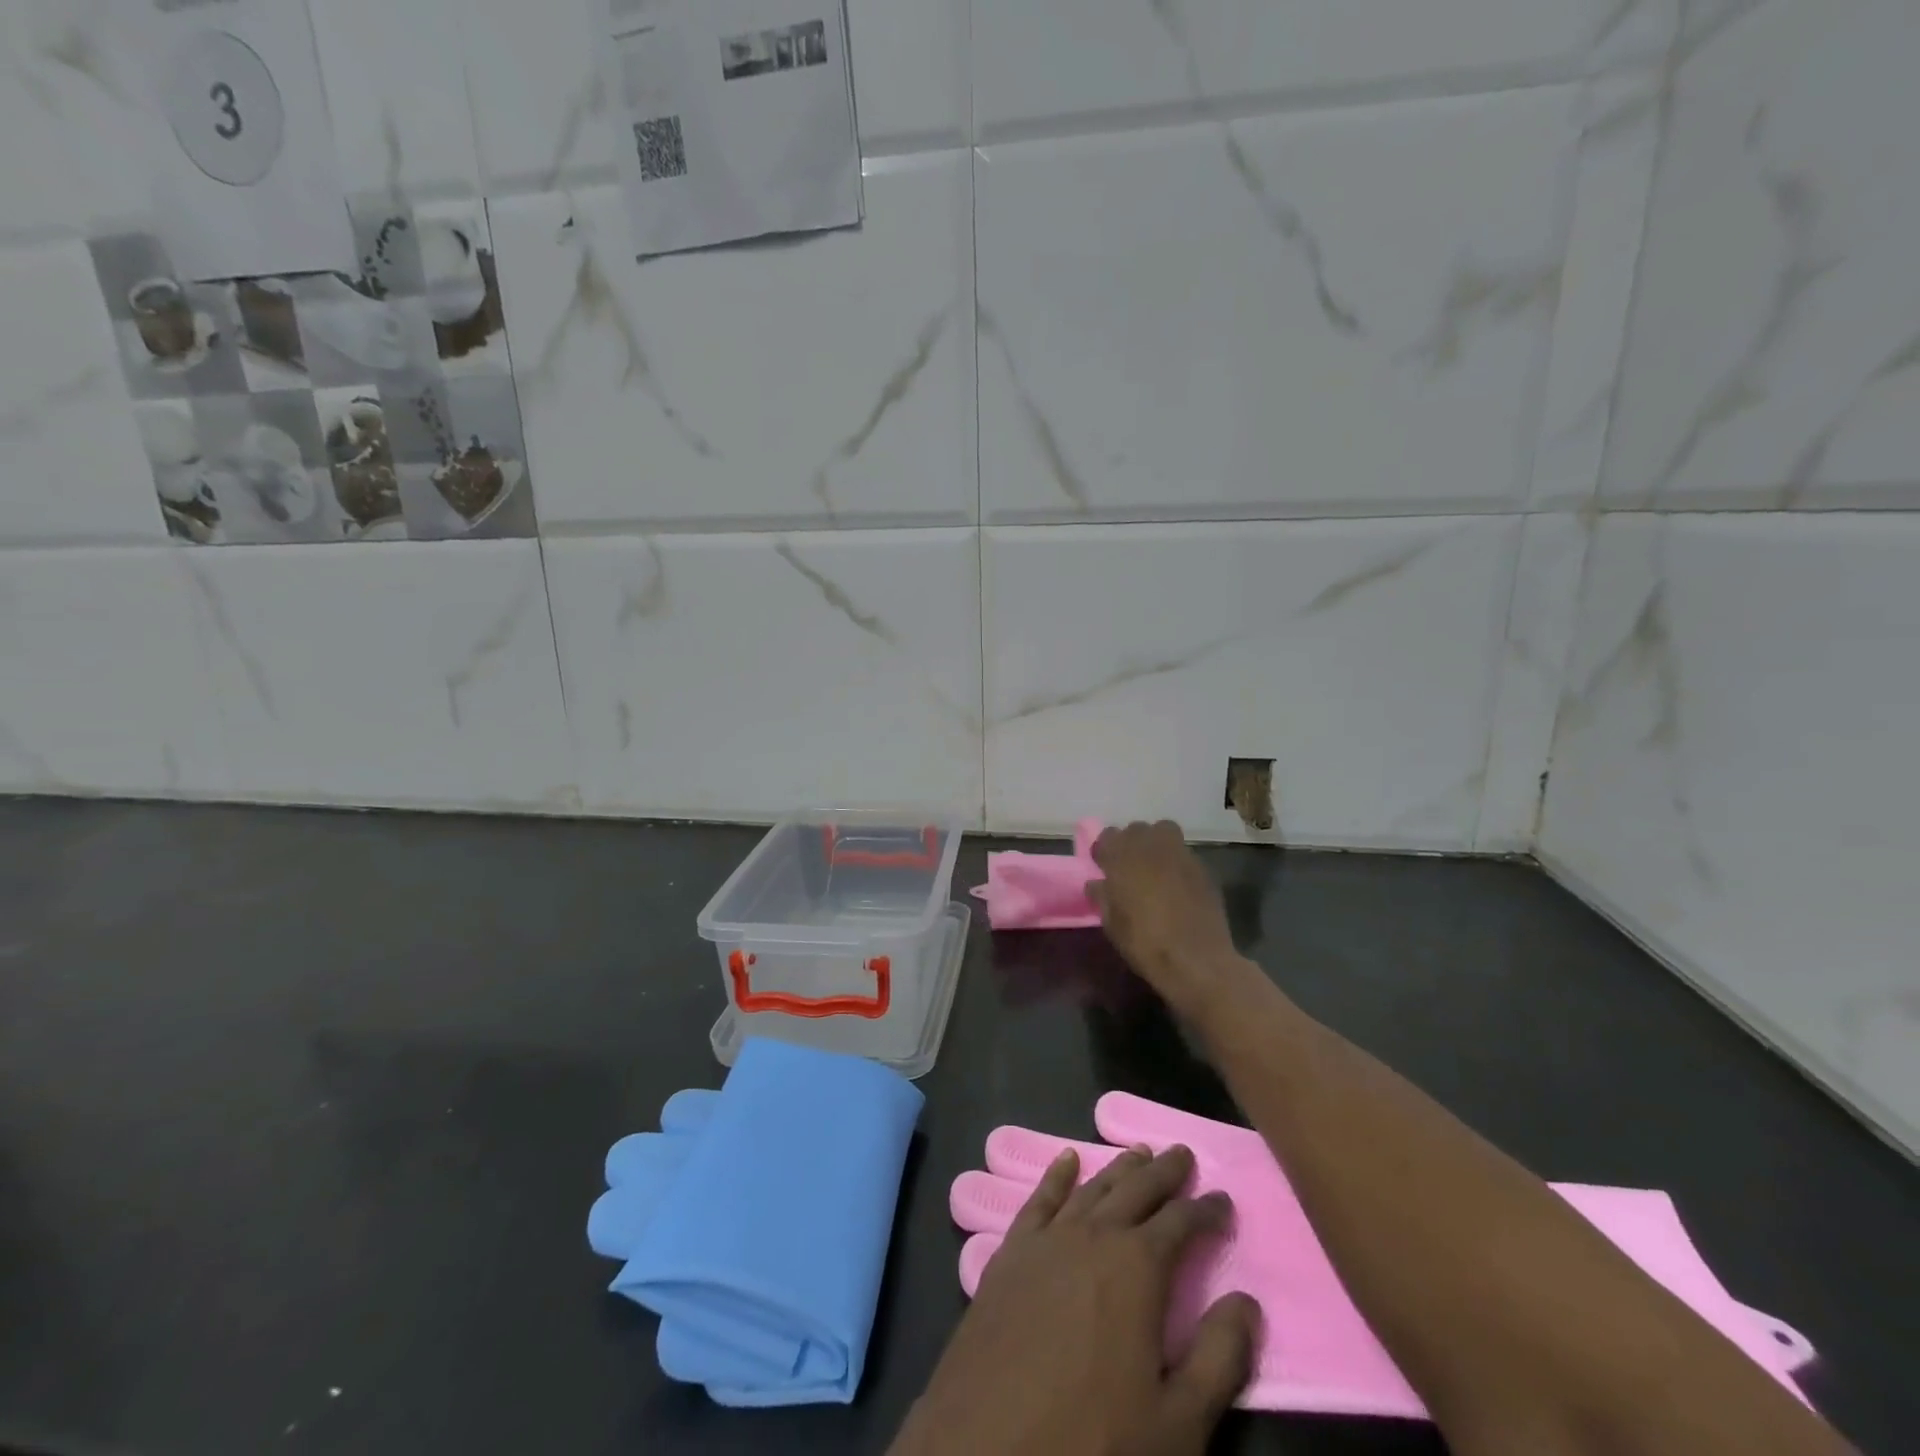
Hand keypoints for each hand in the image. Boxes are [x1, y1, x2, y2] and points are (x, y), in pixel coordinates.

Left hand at [892, 1145, 1258, 1455]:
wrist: (987, 1448)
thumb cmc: (1093, 1440)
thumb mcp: (1177, 1423)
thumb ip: (1218, 1358)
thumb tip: (1247, 1301)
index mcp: (1137, 1268)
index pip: (1181, 1223)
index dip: (1205, 1210)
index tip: (1223, 1199)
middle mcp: (1092, 1236)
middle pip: (1135, 1191)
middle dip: (1162, 1172)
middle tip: (1182, 1152)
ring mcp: (1046, 1240)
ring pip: (1091, 1189)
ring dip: (1117, 1169)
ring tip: (1138, 1152)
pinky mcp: (1010, 1253)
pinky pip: (1038, 1200)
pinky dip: (1056, 1176)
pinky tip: (1067, 1159)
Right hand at [1089, 821, 1246, 1017]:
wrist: (1196, 961)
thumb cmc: (1144, 942)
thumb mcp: (1111, 924)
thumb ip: (1101, 896)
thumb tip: (1096, 884)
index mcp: (1123, 856)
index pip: (1108, 836)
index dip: (1104, 850)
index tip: (1103, 867)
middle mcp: (1152, 846)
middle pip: (1137, 829)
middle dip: (1131, 843)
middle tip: (1129, 868)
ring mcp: (1181, 854)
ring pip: (1165, 832)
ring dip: (1156, 844)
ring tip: (1154, 869)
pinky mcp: (1203, 868)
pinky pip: (1184, 855)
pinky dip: (1177, 863)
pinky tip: (1177, 887)